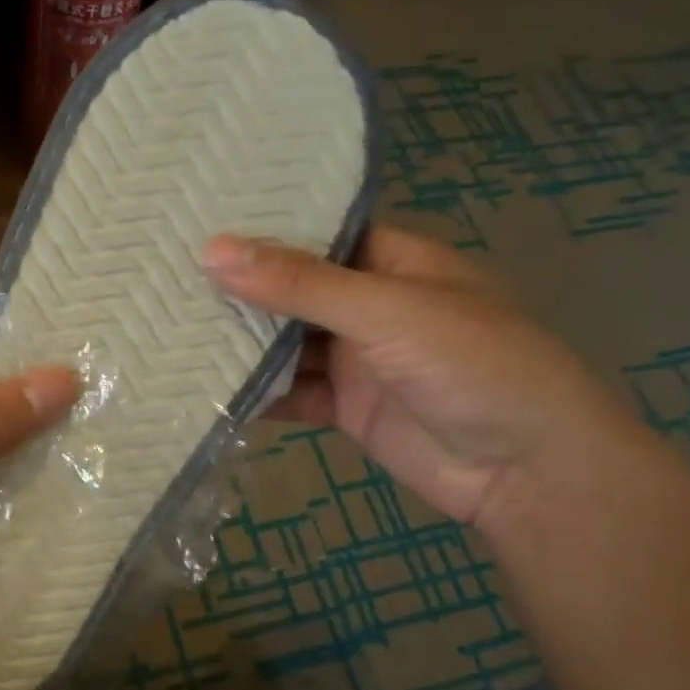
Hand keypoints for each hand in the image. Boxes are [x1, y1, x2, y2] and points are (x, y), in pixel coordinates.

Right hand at [204, 226, 647, 526]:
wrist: (525, 470)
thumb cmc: (473, 365)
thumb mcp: (385, 311)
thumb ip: (300, 284)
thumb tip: (213, 250)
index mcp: (394, 261)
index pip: (317, 233)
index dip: (262, 228)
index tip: (195, 219)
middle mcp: (371, 304)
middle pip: (294, 290)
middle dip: (241, 288)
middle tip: (164, 273)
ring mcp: (357, 359)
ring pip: (287, 344)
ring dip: (242, 343)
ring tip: (170, 327)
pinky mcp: (346, 408)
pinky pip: (292, 393)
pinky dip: (257, 393)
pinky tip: (206, 388)